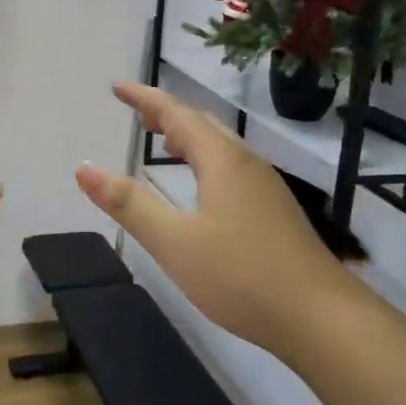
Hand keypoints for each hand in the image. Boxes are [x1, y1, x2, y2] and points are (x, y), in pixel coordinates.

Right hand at [76, 81, 358, 353]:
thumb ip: (129, 204)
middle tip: (136, 110)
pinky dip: (205, 157)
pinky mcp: (275, 209)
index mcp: (221, 160)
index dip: (144, 98)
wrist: (321, 318)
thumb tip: (84, 169)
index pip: (176, 114)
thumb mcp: (174, 242)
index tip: (117, 86)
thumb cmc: (242, 276)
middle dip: (166, 112)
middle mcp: (246, 162)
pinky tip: (201, 184)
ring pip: (220, 145)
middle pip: (201, 123)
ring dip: (188, 134)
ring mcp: (265, 186)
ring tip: (162, 138)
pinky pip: (231, 165)